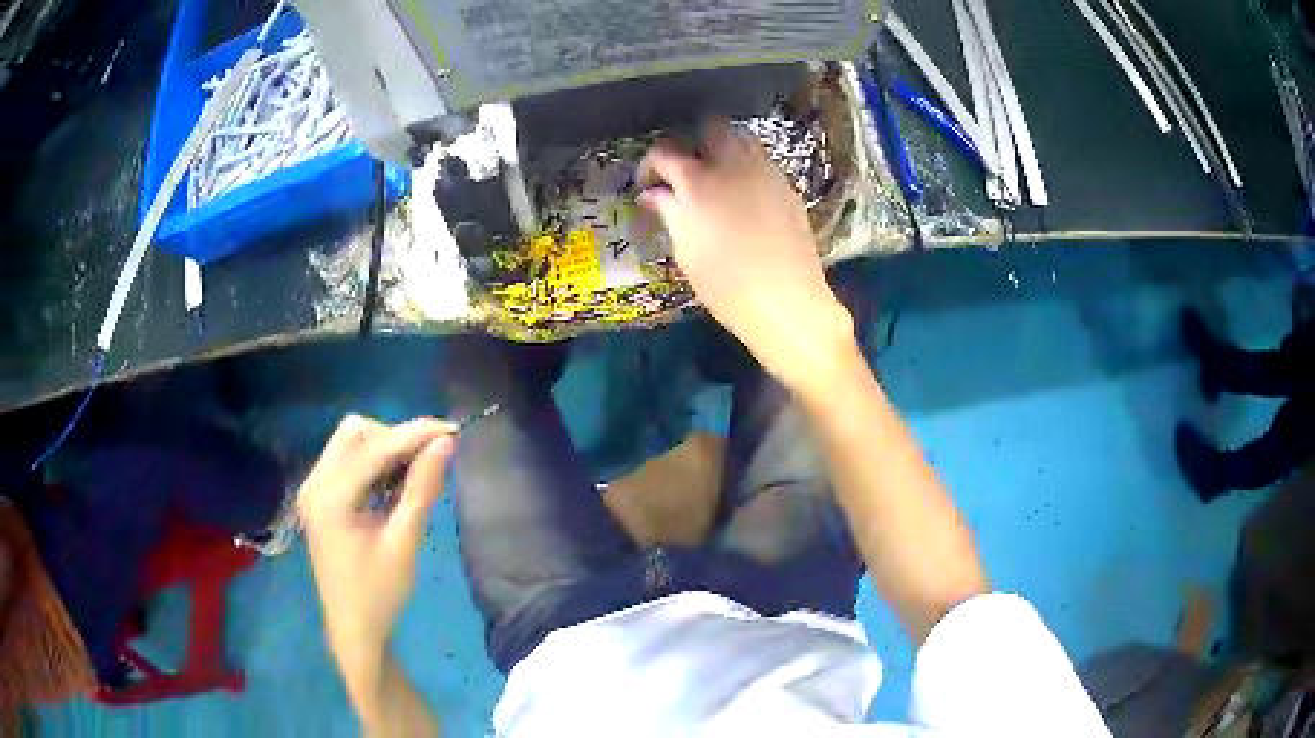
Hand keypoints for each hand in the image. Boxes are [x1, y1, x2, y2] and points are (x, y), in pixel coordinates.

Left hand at [298, 416, 455, 680]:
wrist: (353, 629)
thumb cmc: (380, 593)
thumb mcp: (405, 543)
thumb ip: (422, 489)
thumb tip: (445, 443)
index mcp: (331, 496)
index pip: (375, 447)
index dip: (415, 434)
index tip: (453, 430)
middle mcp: (315, 482)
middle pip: (355, 432)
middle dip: (395, 437)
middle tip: (430, 459)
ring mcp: (314, 488)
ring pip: (350, 443)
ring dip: (384, 449)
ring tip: (415, 475)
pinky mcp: (319, 497)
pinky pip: (346, 461)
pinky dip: (373, 463)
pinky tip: (394, 486)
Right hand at [638, 121, 853, 393]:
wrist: (785, 301)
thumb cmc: (725, 284)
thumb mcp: (686, 251)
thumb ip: (669, 213)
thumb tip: (652, 194)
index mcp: (698, 181)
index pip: (665, 153)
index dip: (650, 165)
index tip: (648, 185)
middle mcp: (733, 165)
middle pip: (710, 130)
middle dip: (693, 144)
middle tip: (685, 173)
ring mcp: (766, 173)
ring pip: (742, 141)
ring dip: (724, 151)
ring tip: (716, 181)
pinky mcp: (787, 188)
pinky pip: (762, 163)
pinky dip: (747, 169)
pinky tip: (744, 197)